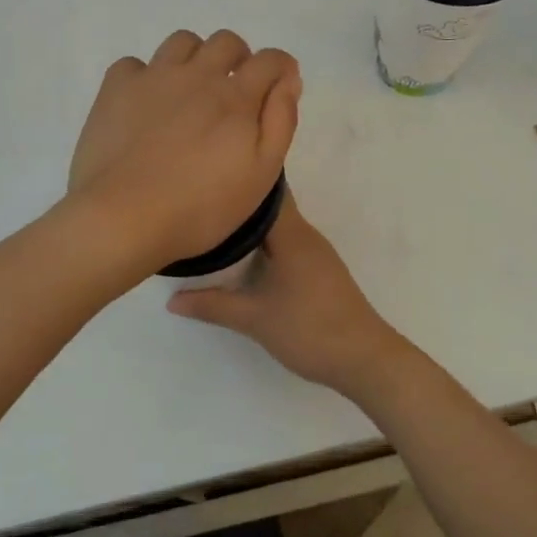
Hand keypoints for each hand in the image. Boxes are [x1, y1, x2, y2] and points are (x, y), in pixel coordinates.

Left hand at [69, 29, 300, 275]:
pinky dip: (146, 76)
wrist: (123, 218)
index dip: (282, 68)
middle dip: (239, 58)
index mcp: (236, 97)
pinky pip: (134, 63)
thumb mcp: (261, 175)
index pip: (270, 60)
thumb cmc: (200, 207)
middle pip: (226, 42)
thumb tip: (288, 80)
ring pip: (182, 42)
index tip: (280, 86)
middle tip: (235, 91)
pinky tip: (146, 103)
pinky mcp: (115, 89)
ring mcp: (153, 78)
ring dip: (196, 58)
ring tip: (191, 91)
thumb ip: (280, 122)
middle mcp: (197, 75)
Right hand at [167, 192, 413, 401]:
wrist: (364, 359)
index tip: (209, 177)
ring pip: (279, 228)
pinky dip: (264, 246)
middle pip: (270, 207)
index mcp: (292, 234)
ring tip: (213, 228)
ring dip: (251, 228)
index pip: (267, 191)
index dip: (240, 181)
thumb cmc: (309, 329)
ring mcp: (316, 254)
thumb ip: (212, 305)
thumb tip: (172, 300)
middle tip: (201, 204)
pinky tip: (243, 259)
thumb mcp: (254, 319)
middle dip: (238, 205)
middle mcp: (306, 235)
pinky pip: (286, 245)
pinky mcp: (319, 272)